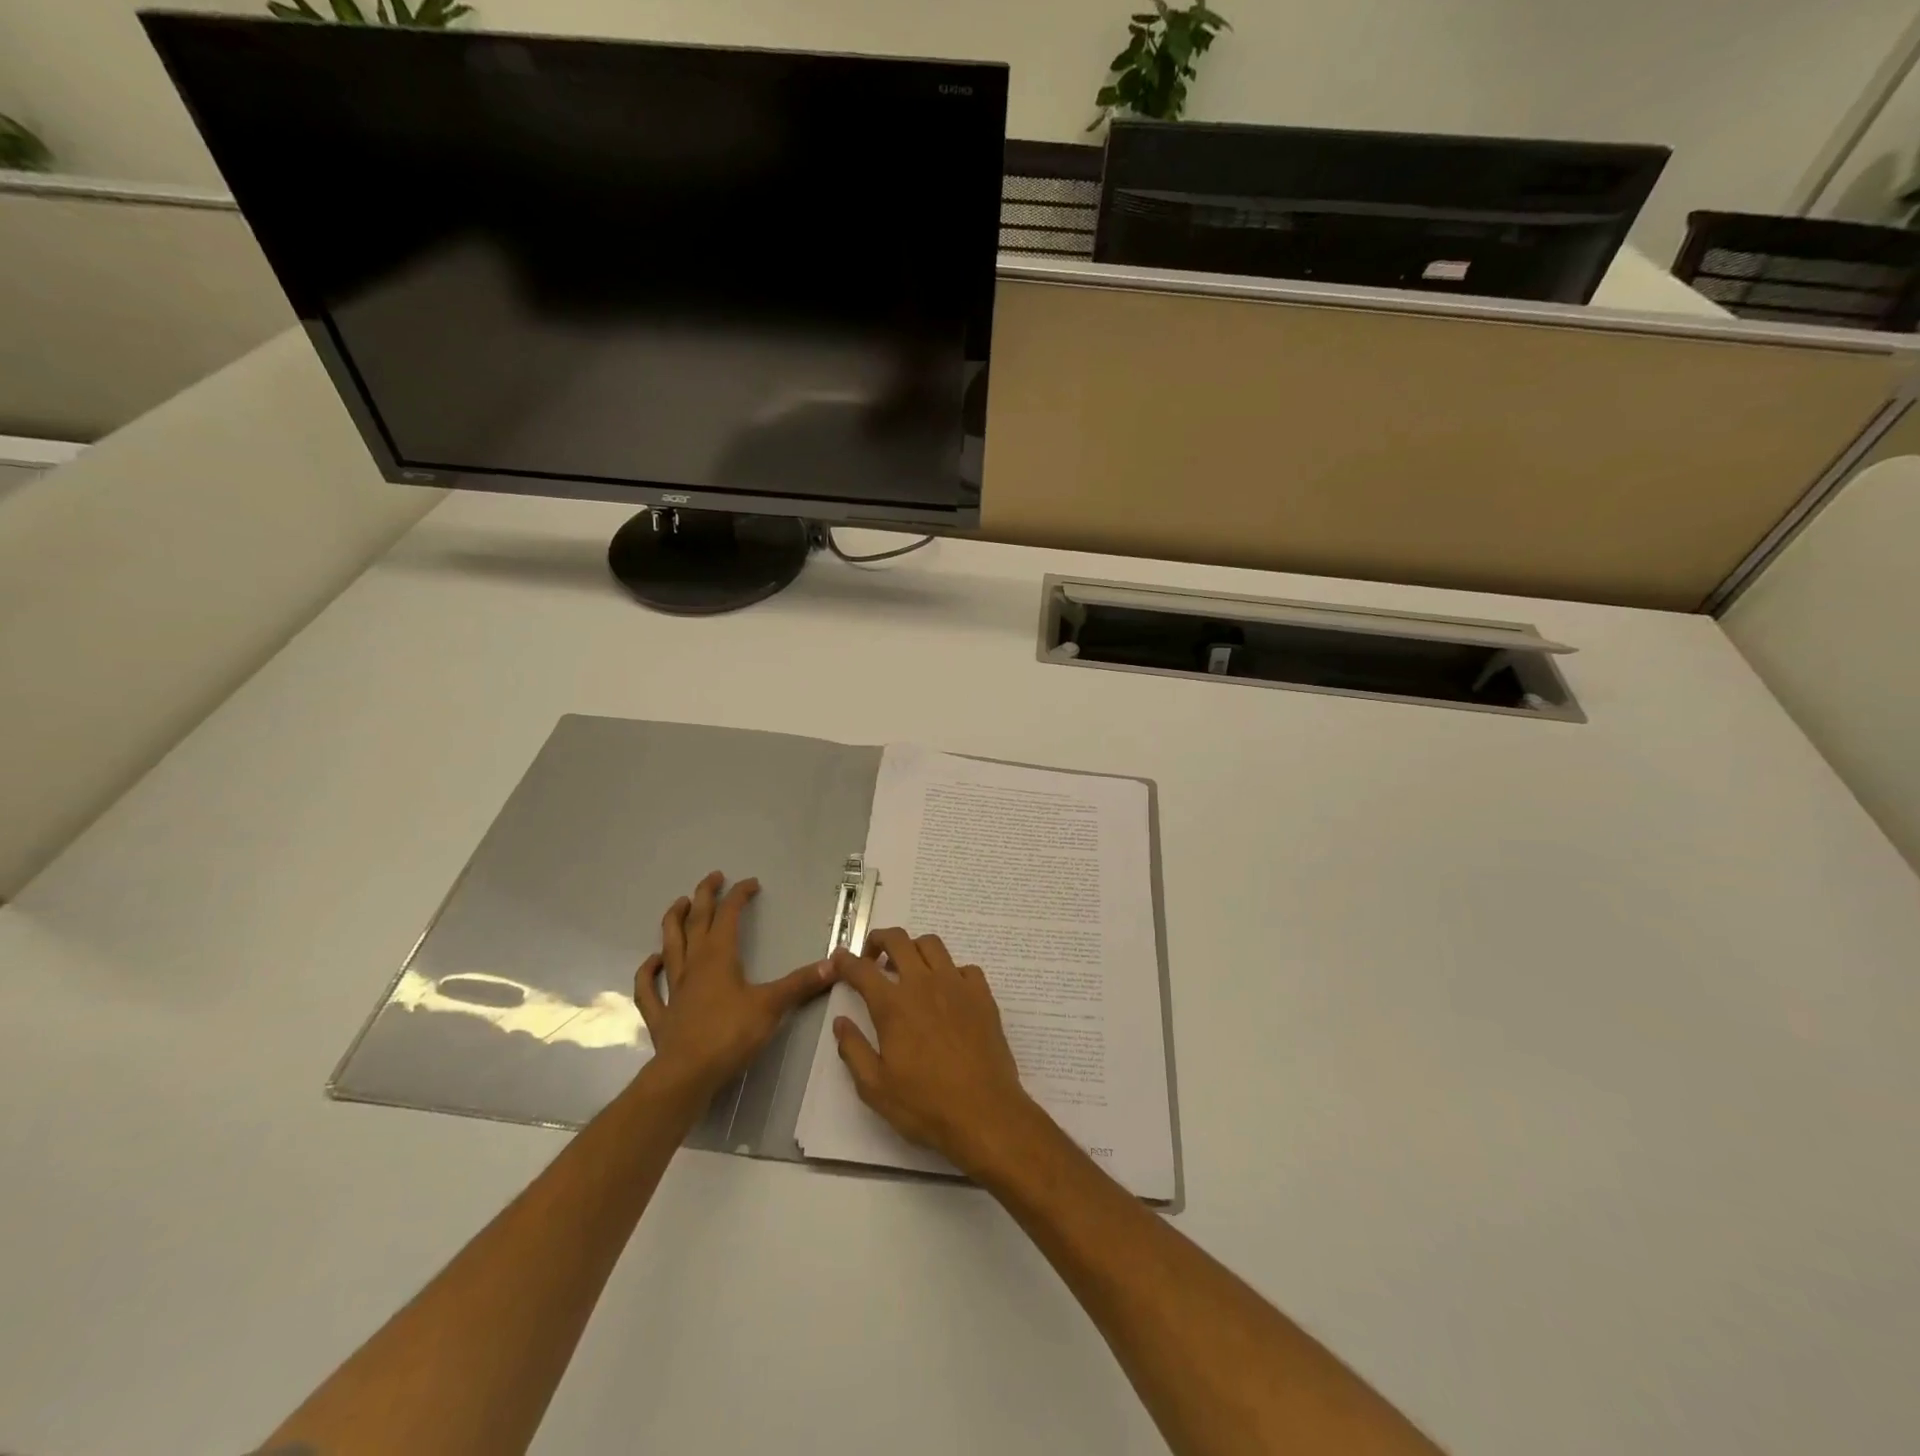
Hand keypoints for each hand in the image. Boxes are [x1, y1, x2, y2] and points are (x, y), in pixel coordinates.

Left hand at [634, 871, 833, 1098]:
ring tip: (679, 904)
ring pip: (670, 945)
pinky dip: (647, 971)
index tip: (751, 883)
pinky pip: (648, 988)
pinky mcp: (662, 1014)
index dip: (739, 895)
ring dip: (673, 922)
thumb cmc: (730, 1035)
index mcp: (719, 956)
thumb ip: (801, 983)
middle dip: (705, 896)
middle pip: (696, 921)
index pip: (729, 915)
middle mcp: (694, 964)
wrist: (687, 1075)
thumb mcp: (772, 1006)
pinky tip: (651, 961)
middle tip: (713, 877)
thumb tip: (834, 963)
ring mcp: (673, 988)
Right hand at [831, 927, 1046, 1178]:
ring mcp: (956, 985)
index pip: (861, 970)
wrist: (984, 1113)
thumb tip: (841, 1021)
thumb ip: (853, 1049)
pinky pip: (964, 967)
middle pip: (898, 940)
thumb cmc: (925, 1104)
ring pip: (932, 945)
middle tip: (872, 957)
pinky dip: (950, 971)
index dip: (845, 961)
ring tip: (908, 969)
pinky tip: (947, 991)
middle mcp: (923, 984)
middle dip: (878, 940)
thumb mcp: (874, 1087)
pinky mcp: (982, 994)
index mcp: (893, 1005)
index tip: (839, 959)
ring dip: (913, 949)